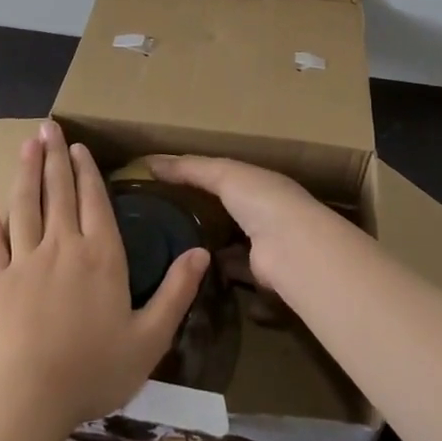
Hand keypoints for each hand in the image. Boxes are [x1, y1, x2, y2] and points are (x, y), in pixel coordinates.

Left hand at [0, 123, 208, 432]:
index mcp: (102, 256)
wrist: (29, 401)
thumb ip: (176, 292)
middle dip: (55, 156)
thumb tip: (202, 251)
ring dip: (27, 171)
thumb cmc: (94, 371)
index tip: (79, 147)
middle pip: (59, 192)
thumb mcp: (150, 338)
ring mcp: (24, 260)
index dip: (87, 171)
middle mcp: (63, 246)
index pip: (94, 201)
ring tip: (27, 143)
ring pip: (25, 205)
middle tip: (49, 126)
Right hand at [142, 154, 348, 291]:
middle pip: (228, 213)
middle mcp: (265, 212)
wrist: (293, 249)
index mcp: (260, 183)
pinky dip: (218, 277)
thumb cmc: (261, 200)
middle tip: (164, 226)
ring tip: (172, 254)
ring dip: (211, 251)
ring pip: (231, 246)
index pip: (226, 178)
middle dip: (203, 218)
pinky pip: (234, 275)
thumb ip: (189, 168)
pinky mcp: (260, 277)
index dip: (199, 180)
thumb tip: (149, 161)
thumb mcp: (223, 174)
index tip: (166, 187)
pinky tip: (192, 279)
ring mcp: (265, 246)